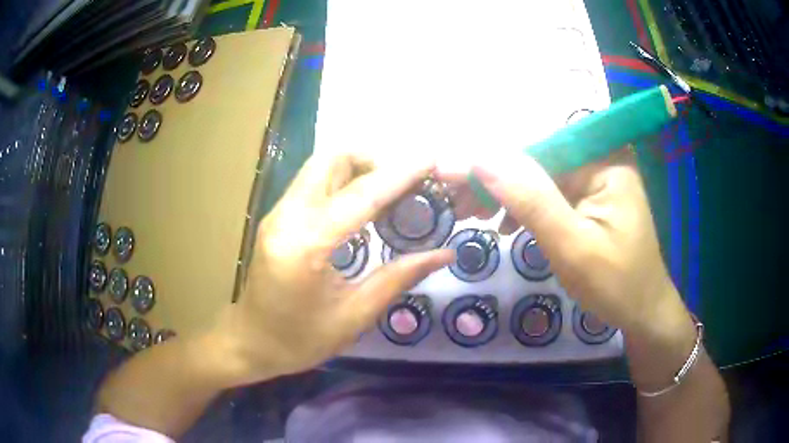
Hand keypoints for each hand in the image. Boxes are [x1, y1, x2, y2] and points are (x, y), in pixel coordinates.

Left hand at [209, 153, 452, 385]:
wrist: (251, 342)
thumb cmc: (300, 340)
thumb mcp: (355, 316)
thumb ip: (399, 278)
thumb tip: (444, 254)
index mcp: (306, 245)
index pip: (361, 195)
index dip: (400, 175)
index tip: (431, 160)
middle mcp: (287, 217)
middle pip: (331, 159)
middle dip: (373, 159)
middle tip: (406, 181)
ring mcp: (278, 213)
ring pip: (320, 165)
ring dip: (357, 166)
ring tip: (390, 189)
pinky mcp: (277, 216)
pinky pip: (313, 182)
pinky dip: (342, 179)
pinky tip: (363, 202)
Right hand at [441, 150, 688, 336]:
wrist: (642, 312)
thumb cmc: (615, 284)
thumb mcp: (571, 245)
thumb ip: (530, 199)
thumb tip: (481, 158)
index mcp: (606, 161)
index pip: (541, 144)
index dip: (495, 158)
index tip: (452, 176)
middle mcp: (601, 160)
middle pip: (538, 158)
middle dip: (497, 180)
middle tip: (458, 202)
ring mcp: (596, 179)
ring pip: (539, 176)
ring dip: (506, 195)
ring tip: (473, 214)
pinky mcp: (589, 198)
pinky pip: (550, 194)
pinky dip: (525, 208)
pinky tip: (506, 226)